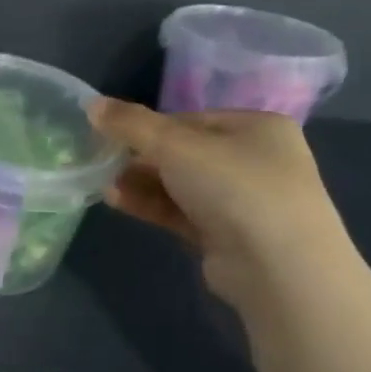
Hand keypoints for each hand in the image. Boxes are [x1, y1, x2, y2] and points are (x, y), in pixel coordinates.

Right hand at [90, 100, 347, 304]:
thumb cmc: (234, 187)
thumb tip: (91, 104)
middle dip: (140, 158)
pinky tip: (116, 201)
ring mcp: (244, 201)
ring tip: (103, 184)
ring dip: (140, 183)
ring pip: (180, 184)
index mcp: (257, 127)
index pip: (190, 119)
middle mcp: (255, 160)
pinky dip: (151, 205)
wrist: (279, 267)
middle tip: (103, 162)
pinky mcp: (228, 236)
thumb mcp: (175, 145)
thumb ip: (130, 123)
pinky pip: (181, 212)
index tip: (112, 136)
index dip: (148, 126)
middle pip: (183, 152)